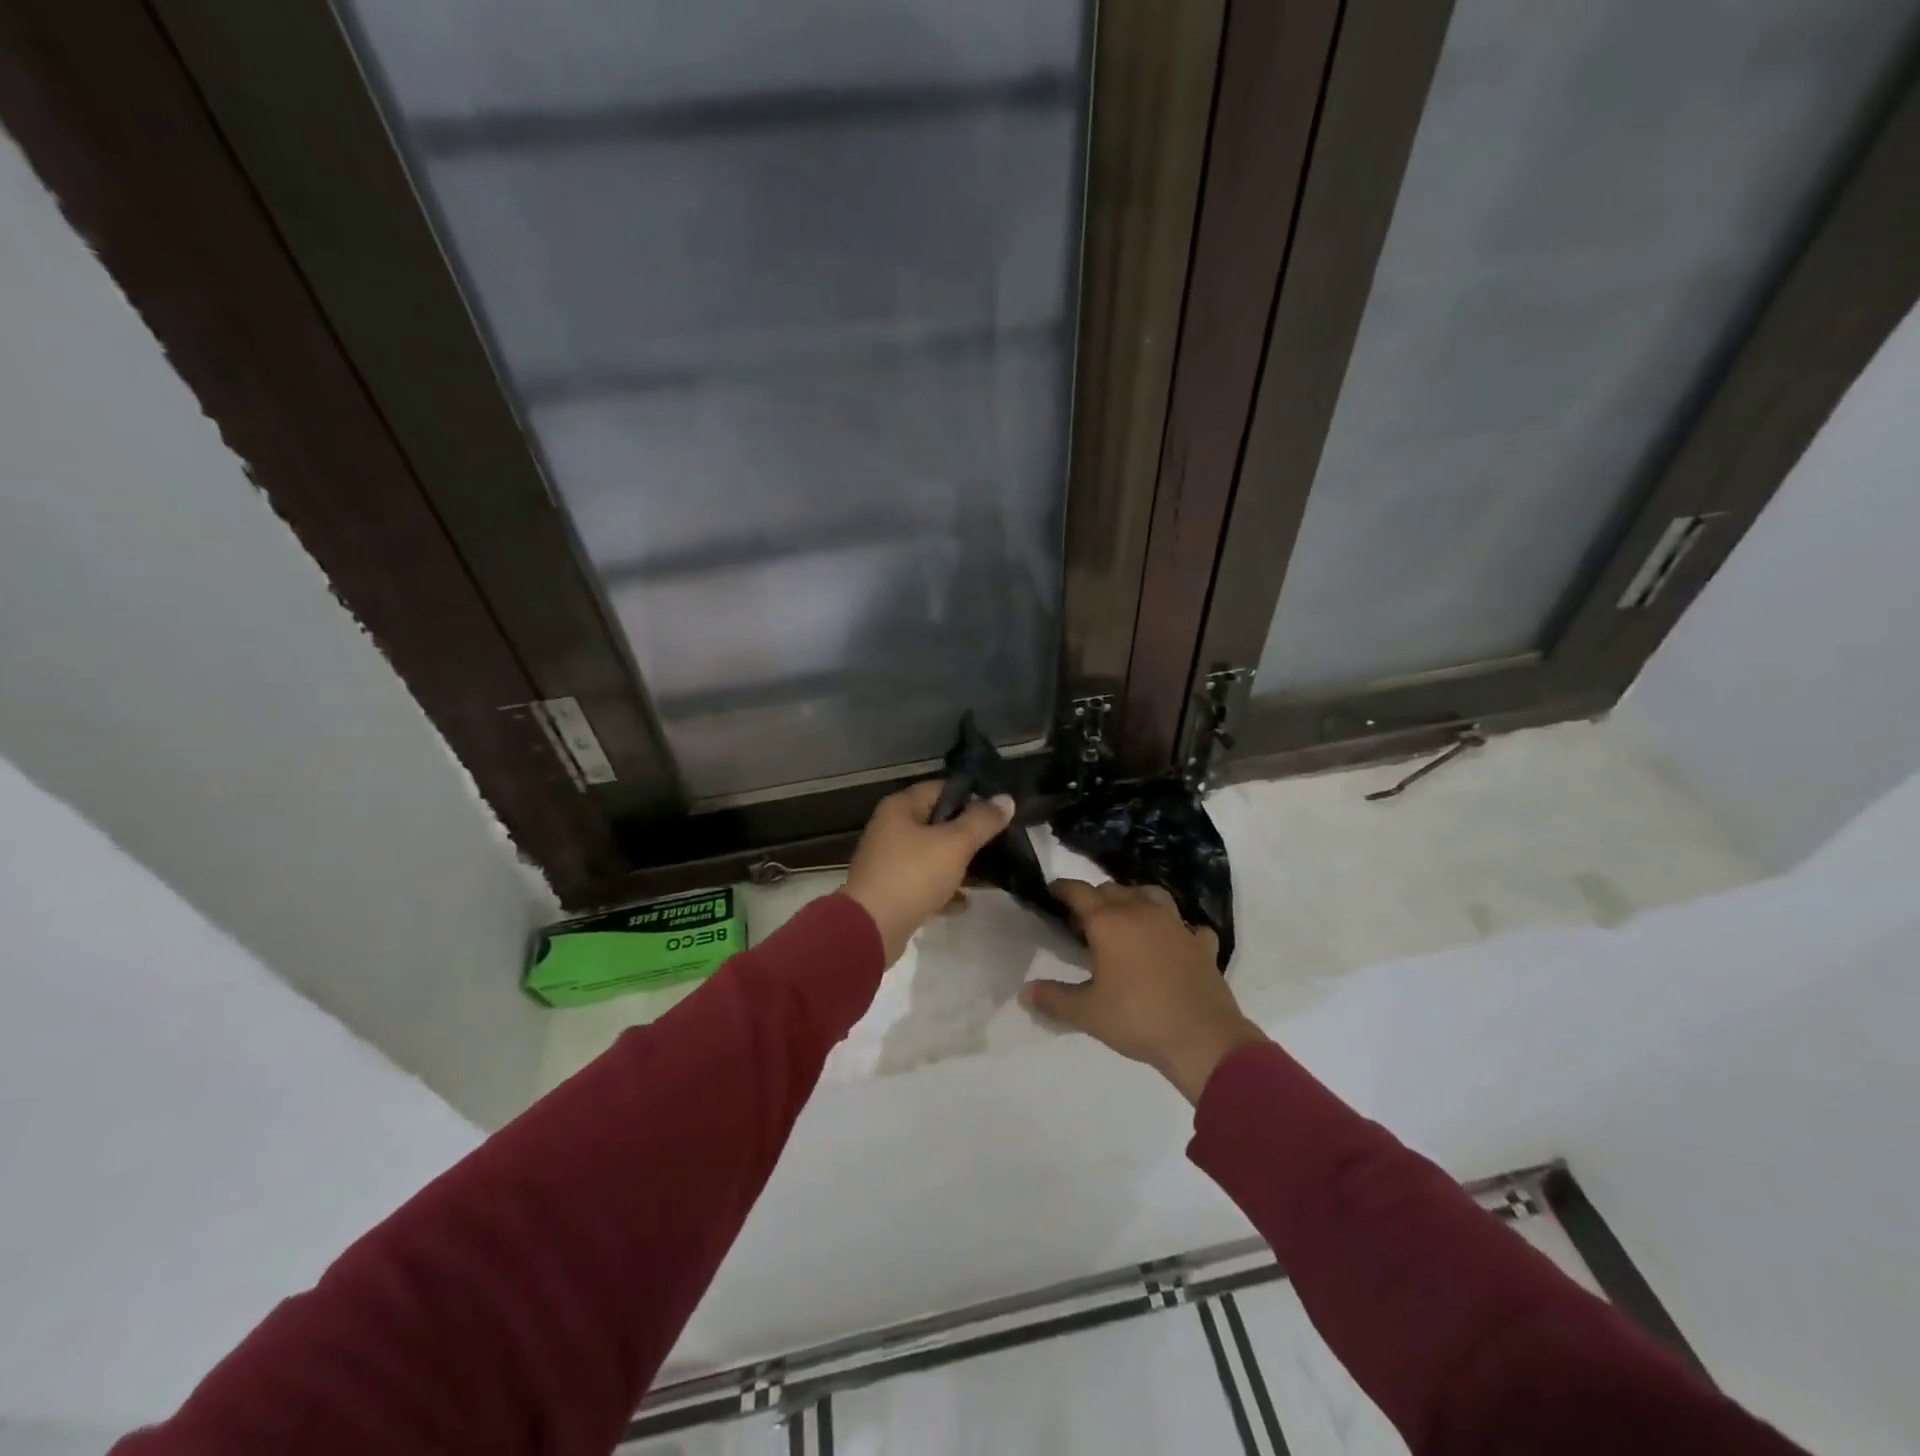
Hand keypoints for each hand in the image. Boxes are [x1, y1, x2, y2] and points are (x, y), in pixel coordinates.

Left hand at [843, 781, 1015, 964]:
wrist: (871, 928)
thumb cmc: (913, 875)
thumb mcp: (955, 844)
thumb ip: (982, 821)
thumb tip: (1006, 799)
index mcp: (901, 807)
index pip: (942, 788)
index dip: (972, 796)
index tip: (1000, 811)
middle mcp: (891, 828)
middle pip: (938, 823)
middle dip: (969, 833)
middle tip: (1001, 841)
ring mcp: (889, 860)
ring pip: (933, 855)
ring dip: (959, 864)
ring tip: (992, 871)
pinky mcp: (891, 890)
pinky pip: (924, 882)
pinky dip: (944, 889)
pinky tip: (965, 902)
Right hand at [1024, 879, 1266, 1102]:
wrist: (1202, 1038)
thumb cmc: (1137, 1018)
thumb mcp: (1087, 1013)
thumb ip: (1053, 998)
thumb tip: (1024, 992)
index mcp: (1110, 923)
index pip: (1080, 892)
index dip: (1062, 889)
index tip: (1051, 891)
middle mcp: (1142, 912)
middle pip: (1113, 889)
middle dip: (1095, 896)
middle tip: (1083, 917)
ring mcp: (1176, 925)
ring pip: (1151, 895)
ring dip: (1135, 899)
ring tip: (1126, 917)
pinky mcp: (1201, 944)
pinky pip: (1187, 926)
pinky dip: (1177, 929)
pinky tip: (1174, 942)